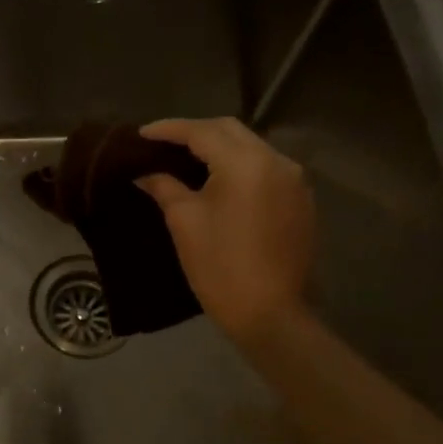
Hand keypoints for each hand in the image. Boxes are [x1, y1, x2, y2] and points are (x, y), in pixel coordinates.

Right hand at [135, 117, 315, 353]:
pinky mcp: (301, 200)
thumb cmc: (220, 267)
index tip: (141, 134)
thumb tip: (145, 172)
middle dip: (195, 132)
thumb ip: (164, 186)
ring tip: (188, 159)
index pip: (201, 132)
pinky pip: (266, 169)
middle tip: (164, 143)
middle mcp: (276, 161)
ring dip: (220, 148)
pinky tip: (220, 180)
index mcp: (245, 163)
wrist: (270, 314)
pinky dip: (240, 166)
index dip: (168, 129)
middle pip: (230, 131)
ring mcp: (295, 180)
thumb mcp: (184, 221)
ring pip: (251, 147)